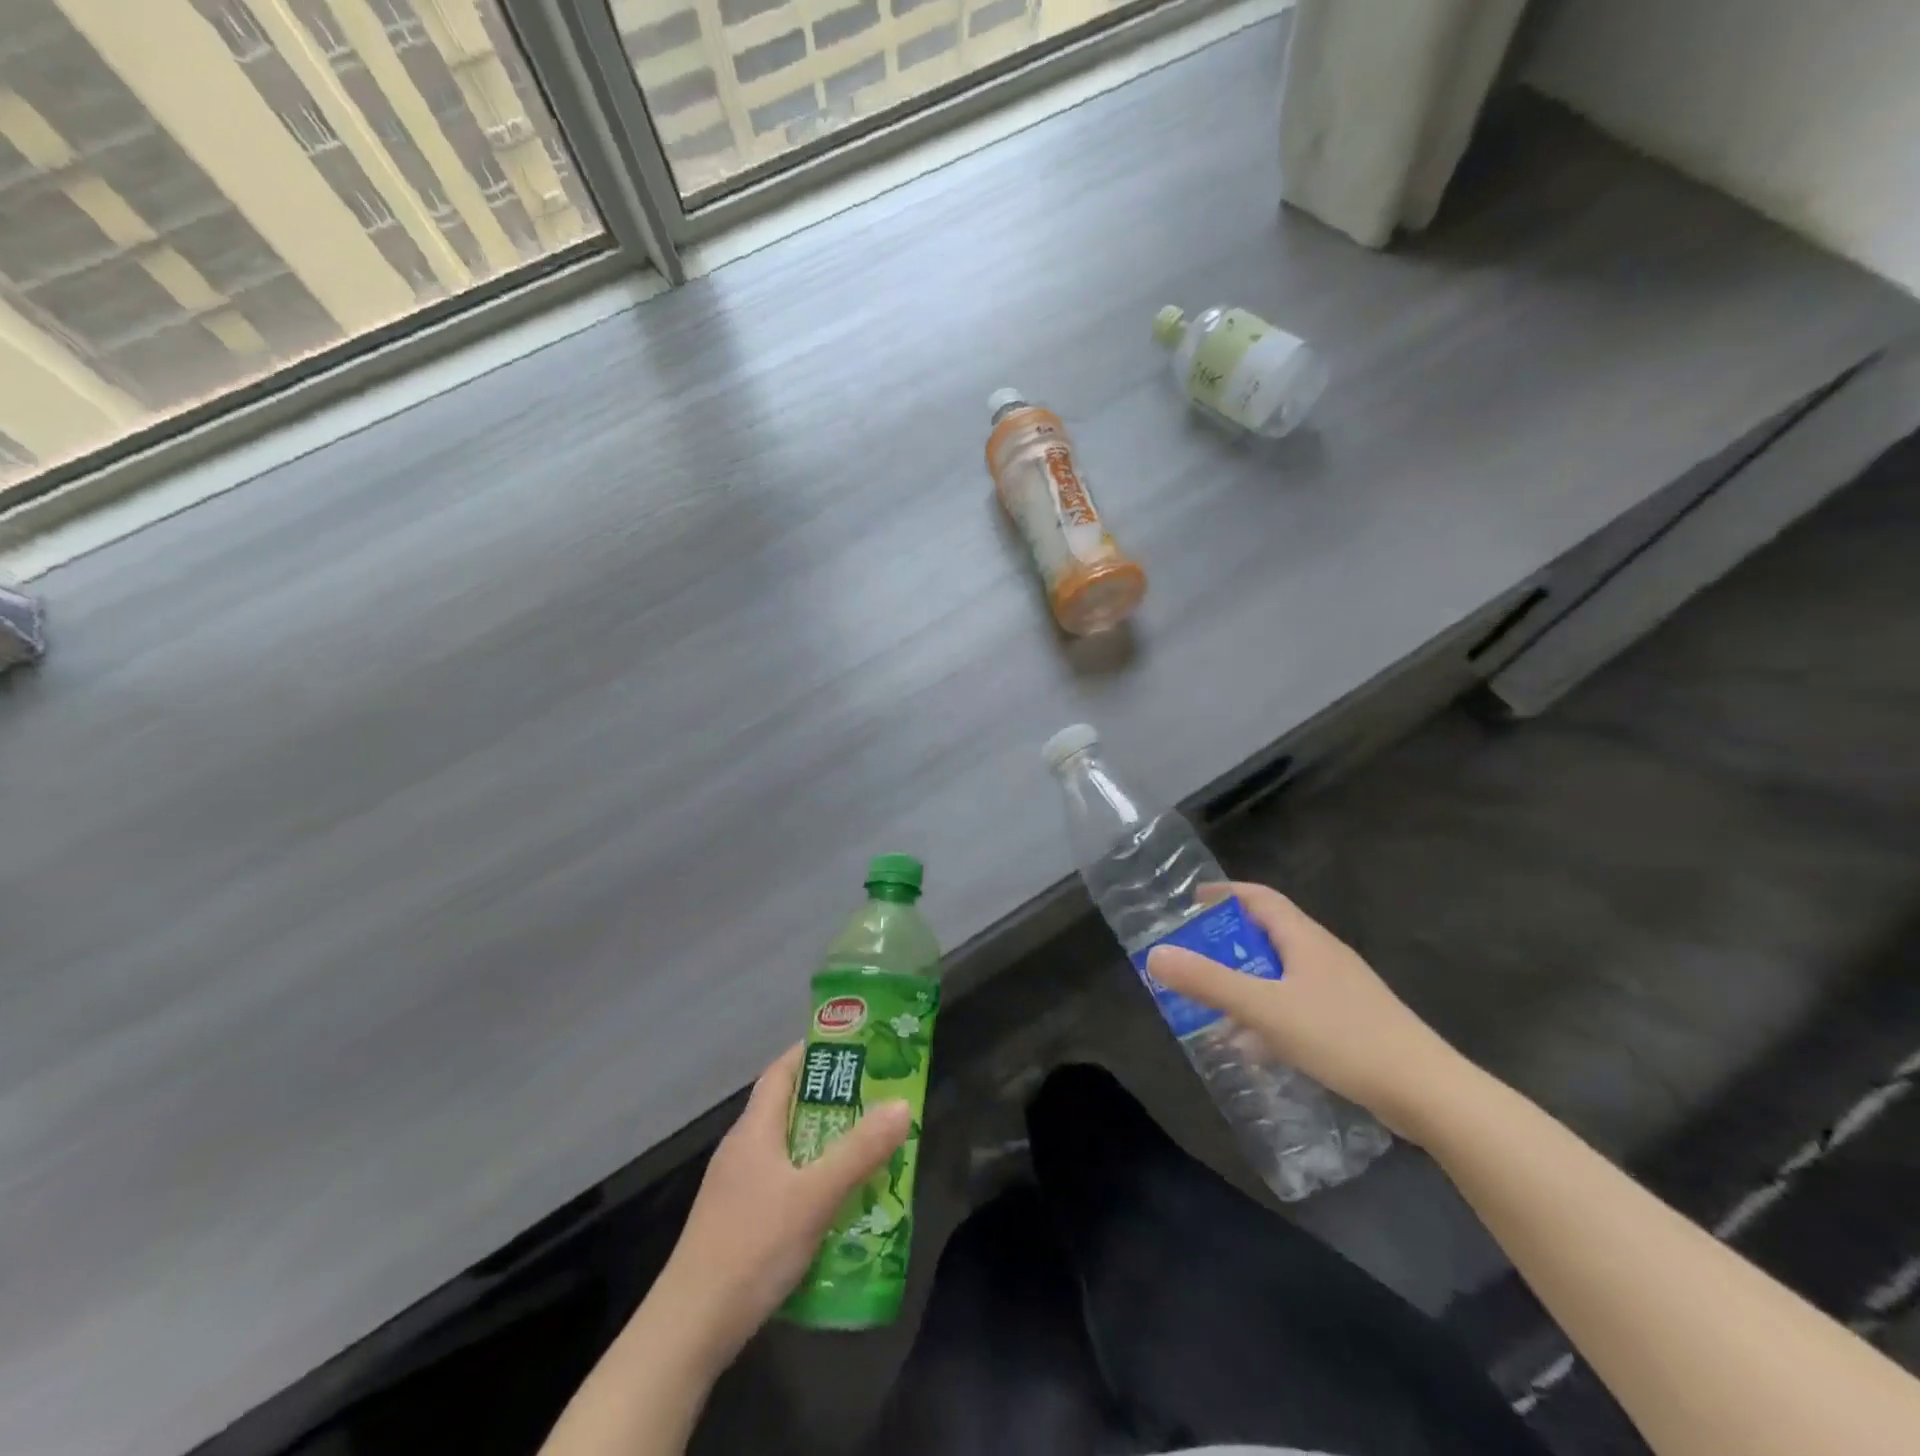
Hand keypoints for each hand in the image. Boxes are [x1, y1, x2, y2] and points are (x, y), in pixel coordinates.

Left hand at [648, 1044, 910, 1368]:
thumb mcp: (815, 1196)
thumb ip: (860, 1151)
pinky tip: (837, 1202)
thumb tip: (902, 1104)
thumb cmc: (752, 1247)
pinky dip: (811, 1179)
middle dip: (832, 1100)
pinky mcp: (738, 1222)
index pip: (783, 1070)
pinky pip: (782, 1181)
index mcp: (754, 1129)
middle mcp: (742, 1149)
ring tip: (868, 1147)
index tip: (856, 1046)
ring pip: (787, 1148)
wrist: (688, 1331)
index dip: (815, 1051)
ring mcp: (736, 1187)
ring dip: (825, 1143)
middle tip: (877, 1098)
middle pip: (789, 1108)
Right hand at [1146, 882, 1460, 1139]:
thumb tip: (1155, 955)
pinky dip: (1267, 1013)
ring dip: (1244, 982)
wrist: (1427, 1092)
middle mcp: (1322, 955)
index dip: (1223, 894)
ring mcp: (1340, 989)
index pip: (1259, 898)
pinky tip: (1255, 1046)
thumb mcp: (1265, 1008)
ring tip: (1212, 1005)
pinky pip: (1296, 1005)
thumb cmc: (1342, 1037)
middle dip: (1226, 943)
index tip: (1189, 902)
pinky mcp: (1350, 1022)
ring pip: (1280, 974)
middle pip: (1267, 934)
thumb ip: (1209, 982)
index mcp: (1304, 938)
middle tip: (1191, 958)